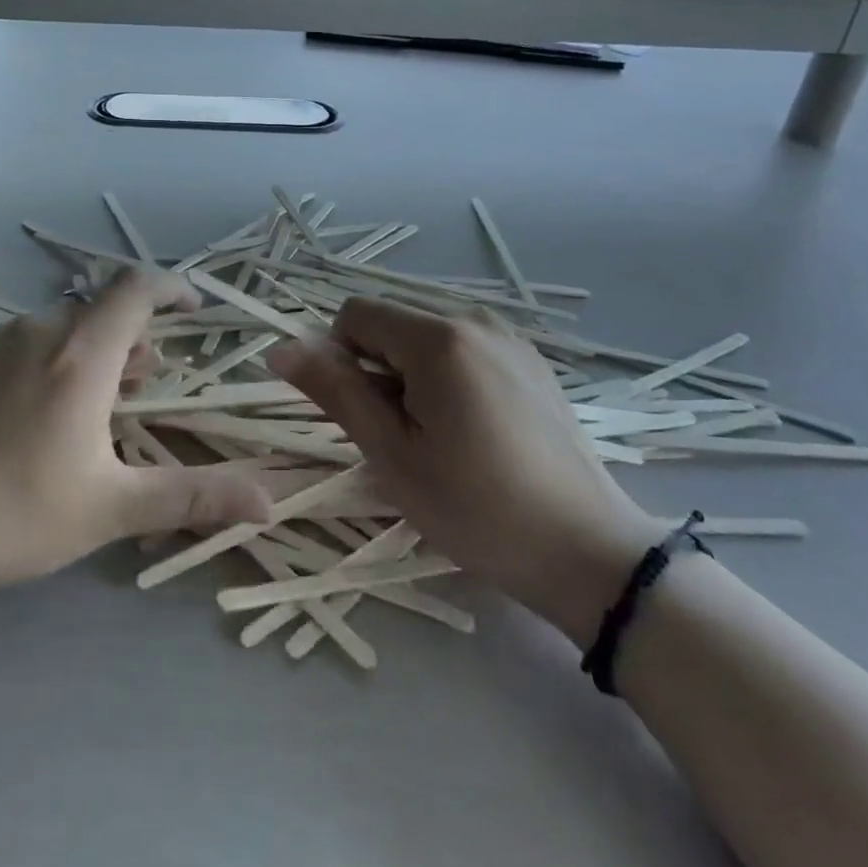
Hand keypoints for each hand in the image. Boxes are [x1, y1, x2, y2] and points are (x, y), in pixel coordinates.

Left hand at [0, 268, 269, 615]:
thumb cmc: (8, 515)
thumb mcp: (109, 509)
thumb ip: (192, 496)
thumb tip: (268, 501)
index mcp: (81, 354)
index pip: (137, 288)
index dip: (172, 287)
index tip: (195, 308)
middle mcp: (37, 331)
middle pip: (99, 314)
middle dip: (132, 340)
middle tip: (145, 386)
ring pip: (57, 331)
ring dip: (89, 355)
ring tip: (92, 407)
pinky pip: (18, 347)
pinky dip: (45, 364)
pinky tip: (27, 420)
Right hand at [269, 299, 662, 645]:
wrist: (587, 551)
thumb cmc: (476, 507)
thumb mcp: (391, 454)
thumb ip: (334, 391)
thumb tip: (280, 348)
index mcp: (438, 337)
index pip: (354, 315)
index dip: (341, 360)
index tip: (364, 415)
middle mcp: (474, 319)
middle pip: (392, 324)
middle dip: (379, 370)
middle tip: (403, 437)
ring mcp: (508, 338)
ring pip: (425, 339)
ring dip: (411, 377)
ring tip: (441, 439)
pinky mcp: (530, 360)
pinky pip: (463, 350)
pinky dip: (447, 379)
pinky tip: (476, 433)